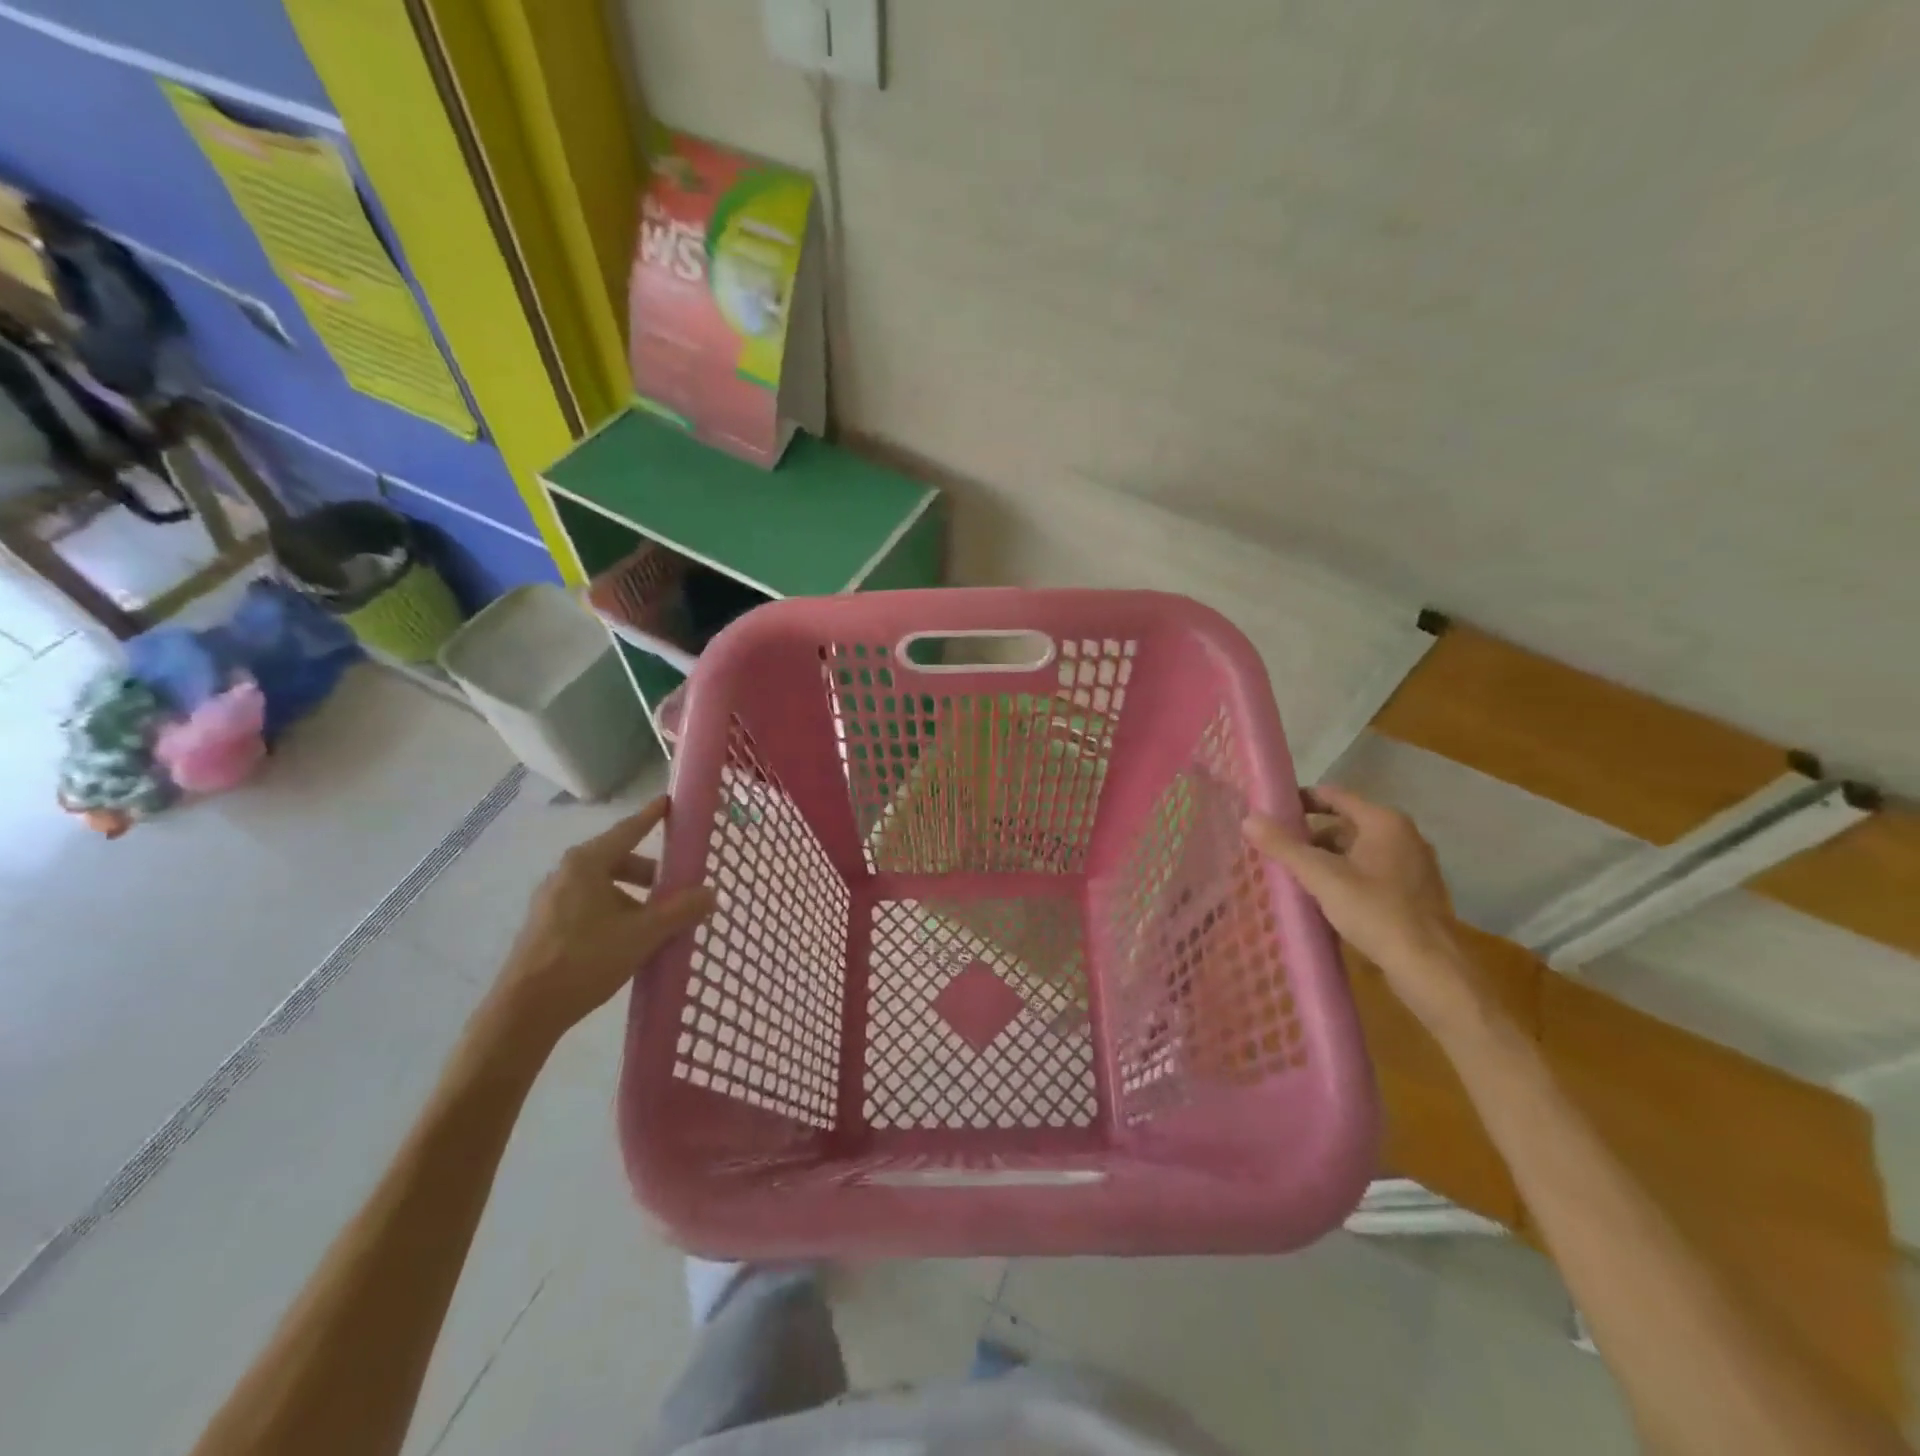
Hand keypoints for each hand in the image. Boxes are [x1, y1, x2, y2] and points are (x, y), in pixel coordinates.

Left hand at [491, 795, 715, 1043]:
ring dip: (634, 897)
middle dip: (650, 872)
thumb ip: (681, 910)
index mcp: (587, 863)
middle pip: (618, 860)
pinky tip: (628, 939)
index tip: (669, 801)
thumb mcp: (643, 934)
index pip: (628, 830)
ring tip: (655, 922)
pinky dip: (614, 911)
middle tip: (676, 887)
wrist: (524, 1012)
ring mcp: (552, 900)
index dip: (651, 816)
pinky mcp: (546, 925)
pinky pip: (589, 905)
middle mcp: (566, 873)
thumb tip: (712, 892)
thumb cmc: (586, 959)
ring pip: (604, 886)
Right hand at [1242, 786, 1478, 1030]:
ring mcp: (1411, 865)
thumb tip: (1249, 818)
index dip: (1300, 800)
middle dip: (1309, 836)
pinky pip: (1369, 873)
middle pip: (1344, 824)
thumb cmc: (1375, 911)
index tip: (1271, 812)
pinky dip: (1344, 877)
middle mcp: (1402, 836)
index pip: (1334, 795)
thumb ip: (1284, 846)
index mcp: (1384, 822)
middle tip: (1276, 850)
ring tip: (1294, 877)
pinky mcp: (1413, 893)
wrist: (1429, 967)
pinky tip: (1324, 899)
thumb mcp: (1321, 876)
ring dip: (1325, 859)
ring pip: (1356, 851)